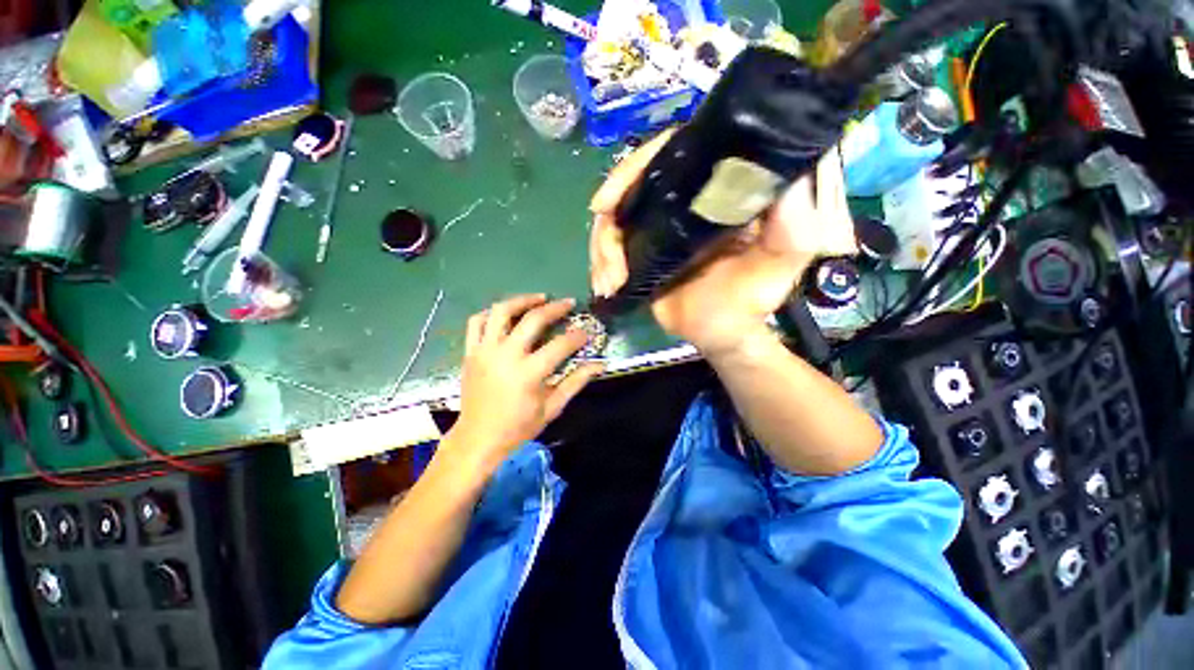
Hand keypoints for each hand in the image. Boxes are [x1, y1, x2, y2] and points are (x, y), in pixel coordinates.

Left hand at [446, 295, 602, 470]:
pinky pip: (476, 322)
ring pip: (501, 312)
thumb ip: (576, 382)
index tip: (585, 333)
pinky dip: (492, 313)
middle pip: (533, 320)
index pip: (559, 345)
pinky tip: (506, 313)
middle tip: (568, 303)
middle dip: (554, 308)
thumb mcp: (552, 407)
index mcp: (528, 373)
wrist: (478, 438)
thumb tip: (599, 365)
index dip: (576, 336)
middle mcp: (506, 356)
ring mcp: (484, 351)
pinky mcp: (470, 352)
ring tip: (538, 298)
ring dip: (522, 300)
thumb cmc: (518, 427)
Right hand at [589, 130, 857, 357]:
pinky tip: (605, 285)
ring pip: (614, 218)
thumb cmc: (751, 299)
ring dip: (602, 249)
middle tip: (606, 251)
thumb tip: (795, 173)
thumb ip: (795, 225)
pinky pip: (610, 245)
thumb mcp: (782, 262)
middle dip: (609, 214)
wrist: (721, 333)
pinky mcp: (643, 247)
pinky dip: (600, 264)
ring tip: (610, 281)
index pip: (673, 151)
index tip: (610, 199)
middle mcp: (684, 199)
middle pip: (633, 183)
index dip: (637, 166)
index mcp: (716, 191)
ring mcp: (659, 223)